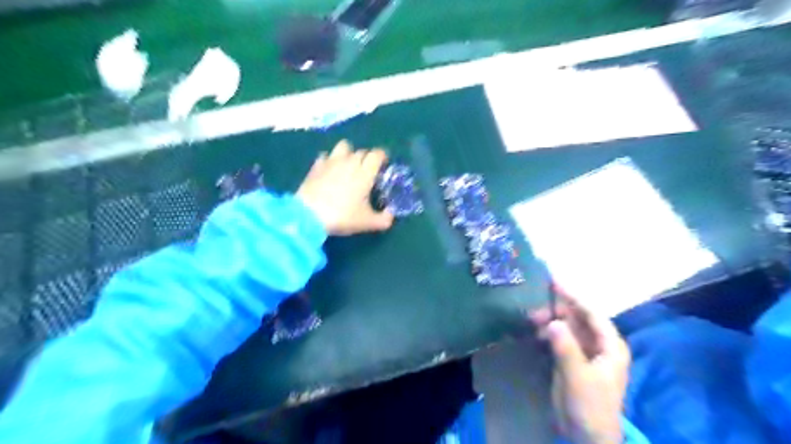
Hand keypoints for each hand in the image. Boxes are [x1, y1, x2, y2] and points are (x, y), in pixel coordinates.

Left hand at [297, 139, 394, 235]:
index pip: (377, 154)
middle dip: (367, 158)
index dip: (382, 157)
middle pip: (362, 151)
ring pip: (343, 146)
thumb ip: (384, 219)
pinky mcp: (316, 166)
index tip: (383, 165)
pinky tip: (329, 171)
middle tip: (367, 171)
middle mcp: (350, 161)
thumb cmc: (343, 216)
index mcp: (365, 172)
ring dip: (348, 153)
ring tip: (348, 166)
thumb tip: (391, 214)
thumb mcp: (368, 222)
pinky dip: (330, 161)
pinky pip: (326, 156)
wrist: (309, 215)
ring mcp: (331, 161)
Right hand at [530, 287, 630, 443]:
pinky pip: (560, 338)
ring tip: (531, 315)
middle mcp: (599, 345)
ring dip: (551, 319)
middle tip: (537, 297)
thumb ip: (566, 348)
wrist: (587, 436)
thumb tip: (552, 321)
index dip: (574, 296)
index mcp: (610, 346)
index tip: (554, 281)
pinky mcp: (572, 360)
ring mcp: (585, 352)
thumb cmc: (590, 406)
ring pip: (568, 327)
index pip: (592, 313)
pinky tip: (535, 329)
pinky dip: (548, 331)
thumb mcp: (578, 376)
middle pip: (579, 317)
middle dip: (558, 307)